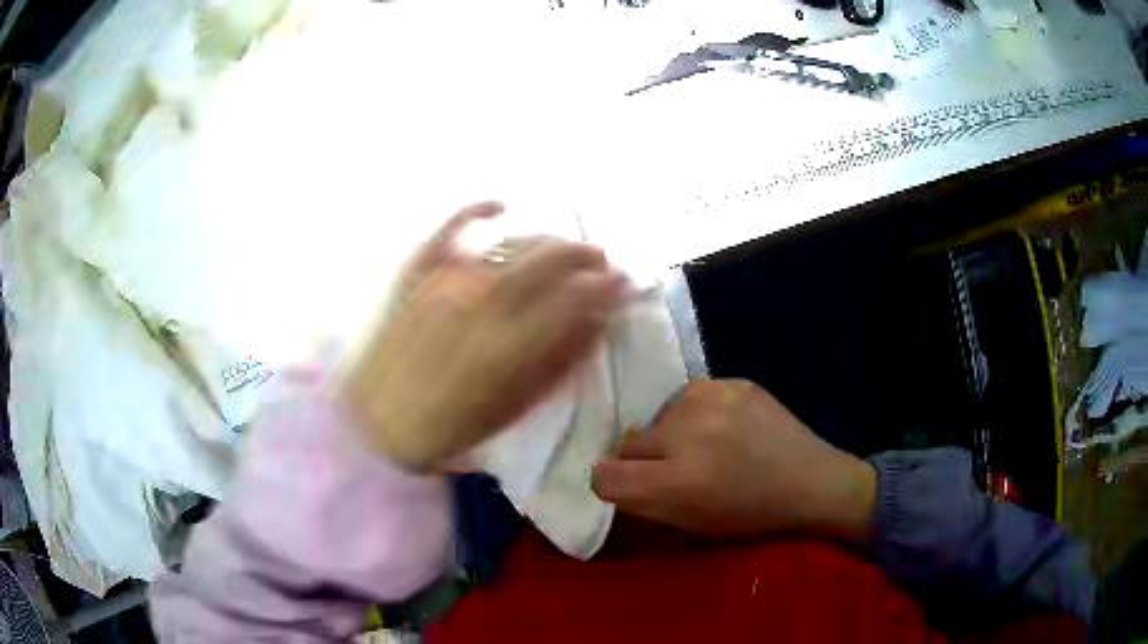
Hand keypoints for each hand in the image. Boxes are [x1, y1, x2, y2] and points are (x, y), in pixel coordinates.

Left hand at [344, 201, 624, 469]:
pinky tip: (499, 204)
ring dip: (546, 242)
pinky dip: (473, 211)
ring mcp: (446, 283)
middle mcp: (483, 303)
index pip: (574, 299)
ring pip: (509, 245)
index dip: (606, 287)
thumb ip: (556, 364)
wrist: (377, 424)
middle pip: (548, 260)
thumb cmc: (449, 428)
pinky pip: (447, 231)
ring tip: (562, 248)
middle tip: (601, 260)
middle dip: (584, 254)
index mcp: (511, 346)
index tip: (622, 284)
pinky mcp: (417, 276)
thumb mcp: (513, 408)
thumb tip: (593, 325)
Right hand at [592, 379, 876, 542]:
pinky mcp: (731, 382)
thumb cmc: (751, 515)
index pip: (605, 475)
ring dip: (670, 433)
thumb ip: (645, 501)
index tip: (629, 486)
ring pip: (658, 416)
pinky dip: (698, 413)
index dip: (611, 483)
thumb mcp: (692, 524)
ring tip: (705, 445)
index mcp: (676, 483)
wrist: (811, 480)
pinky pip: (690, 398)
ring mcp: (710, 400)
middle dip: (645, 459)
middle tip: (676, 469)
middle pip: (628, 442)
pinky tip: (727, 426)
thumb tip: (614, 476)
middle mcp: (685, 434)